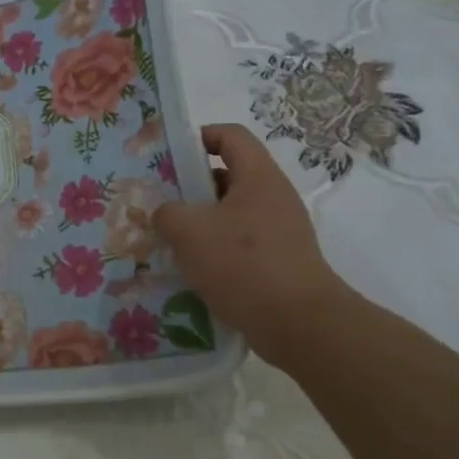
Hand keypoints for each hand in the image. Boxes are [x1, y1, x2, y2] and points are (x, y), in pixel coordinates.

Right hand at [152, 124, 342, 363]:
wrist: (298, 323)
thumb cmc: (243, 264)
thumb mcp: (189, 232)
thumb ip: (167, 213)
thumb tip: (165, 213)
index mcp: (258, 176)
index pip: (230, 135)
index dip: (199, 136)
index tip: (169, 155)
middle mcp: (273, 196)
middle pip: (229, 175)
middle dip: (191, 186)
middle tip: (160, 201)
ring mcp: (280, 230)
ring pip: (231, 213)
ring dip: (200, 222)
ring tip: (169, 239)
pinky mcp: (279, 261)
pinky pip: (241, 243)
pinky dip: (216, 250)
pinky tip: (193, 270)